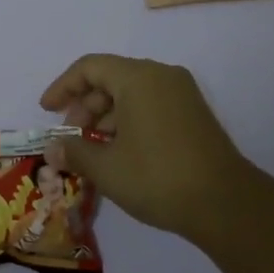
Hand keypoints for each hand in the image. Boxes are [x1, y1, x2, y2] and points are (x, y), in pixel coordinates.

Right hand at [39, 54, 254, 238]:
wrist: (227, 205)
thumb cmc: (158, 177)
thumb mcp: (106, 168)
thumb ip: (74, 152)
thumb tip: (52, 149)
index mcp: (138, 77)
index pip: (89, 67)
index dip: (63, 87)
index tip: (46, 111)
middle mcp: (161, 76)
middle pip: (110, 78)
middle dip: (84, 106)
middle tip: (71, 137)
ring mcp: (182, 94)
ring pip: (131, 93)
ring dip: (105, 117)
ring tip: (92, 150)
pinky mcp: (194, 114)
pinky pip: (150, 105)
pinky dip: (128, 121)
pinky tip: (120, 152)